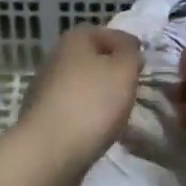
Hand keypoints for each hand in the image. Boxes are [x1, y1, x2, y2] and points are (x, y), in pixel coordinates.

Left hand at [21, 26, 142, 170]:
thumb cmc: (92, 102)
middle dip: (112, 71)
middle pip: (92, 58)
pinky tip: (98, 129)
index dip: (127, 46)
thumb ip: (131, 54)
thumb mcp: (124, 70)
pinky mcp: (43, 117)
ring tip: (119, 112)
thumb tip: (128, 50)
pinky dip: (87, 115)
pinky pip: (73, 108)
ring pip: (82, 84)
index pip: (107, 33)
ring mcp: (45, 88)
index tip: (143, 64)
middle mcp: (56, 57)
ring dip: (99, 94)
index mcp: (74, 39)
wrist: (49, 152)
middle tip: (132, 87)